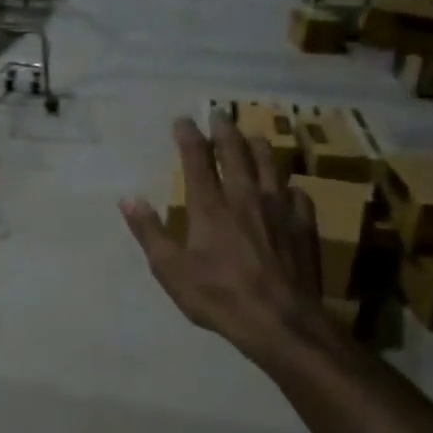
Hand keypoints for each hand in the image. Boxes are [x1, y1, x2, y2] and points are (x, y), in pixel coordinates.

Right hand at [119, 115, 329, 361]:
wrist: (278, 319)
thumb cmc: (218, 296)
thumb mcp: (170, 270)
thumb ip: (149, 231)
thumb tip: (128, 198)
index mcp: (210, 206)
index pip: (197, 159)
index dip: (189, 136)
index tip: (183, 120)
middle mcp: (245, 197)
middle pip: (236, 152)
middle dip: (225, 130)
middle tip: (219, 113)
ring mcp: (279, 208)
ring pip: (270, 165)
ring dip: (258, 146)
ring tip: (253, 136)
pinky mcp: (304, 225)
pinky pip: (298, 195)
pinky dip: (288, 186)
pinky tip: (288, 189)